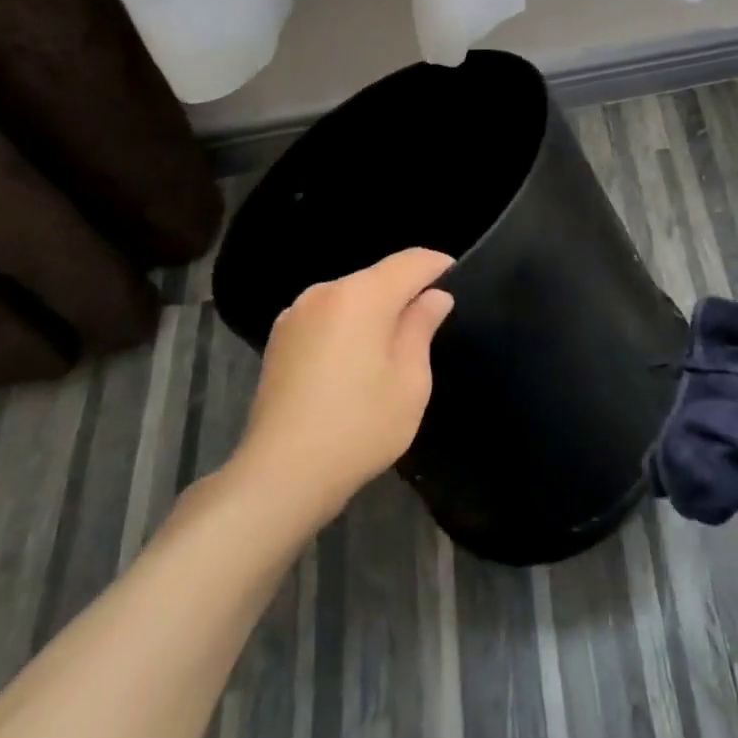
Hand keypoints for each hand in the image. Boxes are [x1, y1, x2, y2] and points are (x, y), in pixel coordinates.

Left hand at [229, 249, 454, 524]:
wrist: (279, 476)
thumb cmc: (358, 427)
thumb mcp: (410, 381)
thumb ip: (421, 327)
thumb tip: (434, 297)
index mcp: (361, 295)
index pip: (410, 261)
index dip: (438, 266)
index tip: (458, 280)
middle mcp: (325, 292)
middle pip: (378, 277)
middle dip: (405, 292)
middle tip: (428, 324)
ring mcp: (296, 314)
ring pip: (350, 297)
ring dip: (374, 311)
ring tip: (390, 349)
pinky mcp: (279, 340)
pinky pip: (326, 317)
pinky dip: (347, 327)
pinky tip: (352, 364)